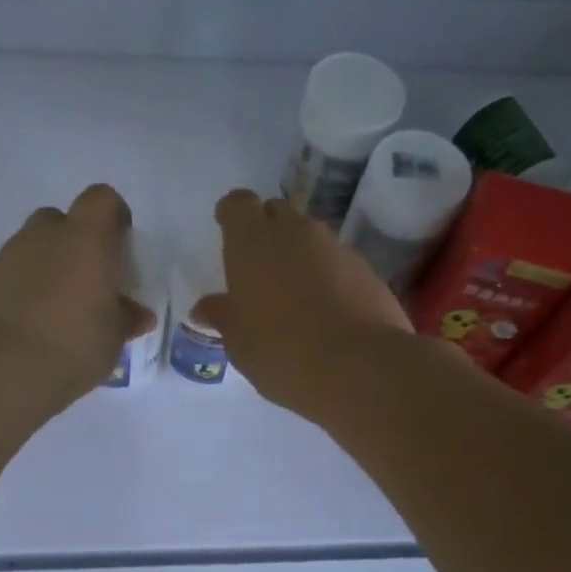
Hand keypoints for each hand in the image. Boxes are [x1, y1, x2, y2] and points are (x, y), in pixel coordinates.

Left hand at [0, 183, 155, 406]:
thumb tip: (137, 314)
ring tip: (61, 310)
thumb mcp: (114, 337)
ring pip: (34, 248)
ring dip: (49, 267)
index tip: (121, 245)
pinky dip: (25, 289)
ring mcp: (8, 257)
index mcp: (84, 239)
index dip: (113, 215)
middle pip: (61, 220)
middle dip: (76, 243)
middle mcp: (43, 236)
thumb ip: (126, 318)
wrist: (4, 369)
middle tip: (89, 281)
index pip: (101, 200)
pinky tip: (34, 324)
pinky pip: (13, 274)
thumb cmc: (74, 345)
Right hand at [194, 189, 415, 413]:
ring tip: (294, 295)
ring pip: (310, 237)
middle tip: (260, 269)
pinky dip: (328, 276)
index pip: (237, 204)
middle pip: (276, 213)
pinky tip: (327, 311)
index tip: (229, 234)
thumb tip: (204, 308)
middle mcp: (294, 232)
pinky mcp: (366, 269)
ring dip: (300, 255)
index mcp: (252, 241)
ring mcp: (335, 247)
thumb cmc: (280, 350)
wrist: (358, 367)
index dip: (232, 216)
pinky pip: (338, 262)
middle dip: (267, 232)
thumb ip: (222, 316)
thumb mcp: (238, 341)